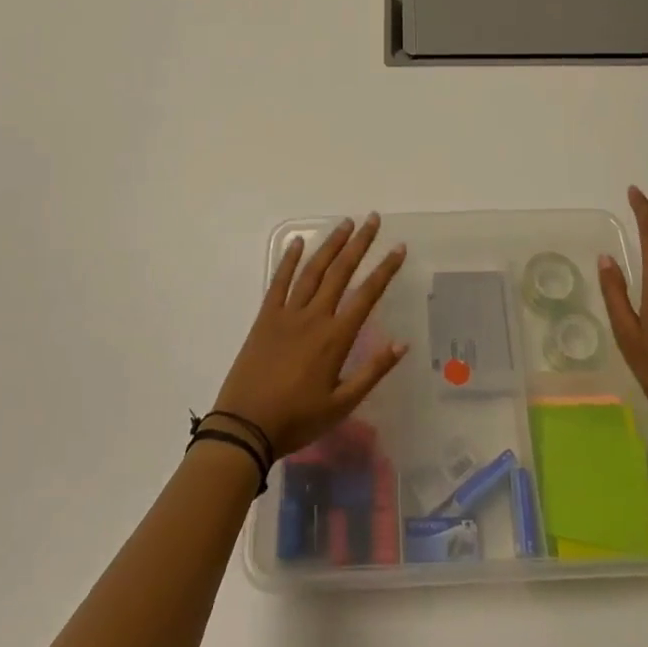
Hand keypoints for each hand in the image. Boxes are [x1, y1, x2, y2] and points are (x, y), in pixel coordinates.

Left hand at [212, 214, 408, 457]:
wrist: (245, 427)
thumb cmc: (297, 420)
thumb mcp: (342, 405)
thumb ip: (372, 371)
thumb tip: (402, 344)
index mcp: (335, 337)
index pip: (367, 295)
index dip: (385, 269)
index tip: (398, 247)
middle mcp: (314, 317)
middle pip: (341, 272)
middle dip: (360, 243)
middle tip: (373, 219)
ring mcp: (287, 314)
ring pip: (313, 270)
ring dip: (331, 244)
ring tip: (346, 223)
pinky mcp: (265, 317)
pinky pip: (279, 282)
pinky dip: (289, 260)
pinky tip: (297, 242)